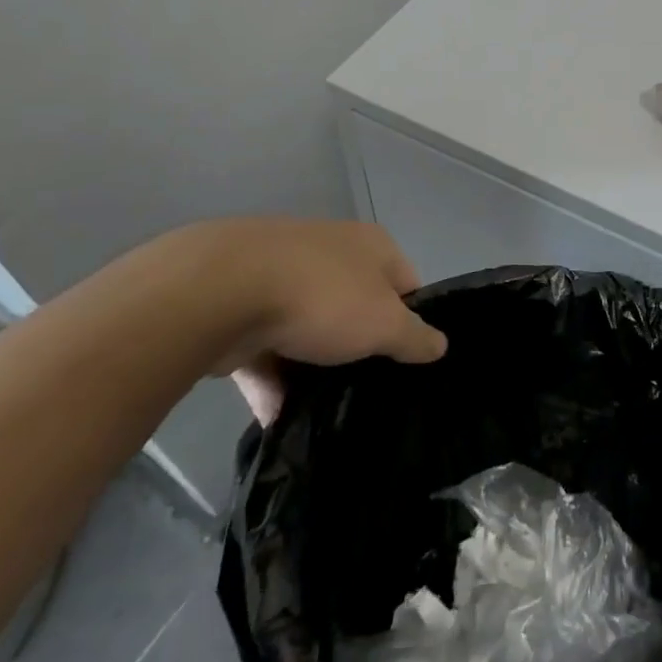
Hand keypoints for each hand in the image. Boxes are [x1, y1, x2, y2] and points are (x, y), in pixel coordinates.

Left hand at [167, 219, 444, 424]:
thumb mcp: (385, 323)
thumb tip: (440, 345)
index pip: (406, 284)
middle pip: (356, 306)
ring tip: (320, 411)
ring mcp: (280, 274)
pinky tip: (277, 415)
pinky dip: (271, 378)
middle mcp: (330, 251)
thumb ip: (415, 337)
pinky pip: (264, 347)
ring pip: (308, 329)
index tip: (403, 360)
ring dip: (311, 368)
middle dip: (357, 348)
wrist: (220, 291)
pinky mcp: (238, 303)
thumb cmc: (322, 298)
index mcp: (371, 245)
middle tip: (364, 387)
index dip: (410, 322)